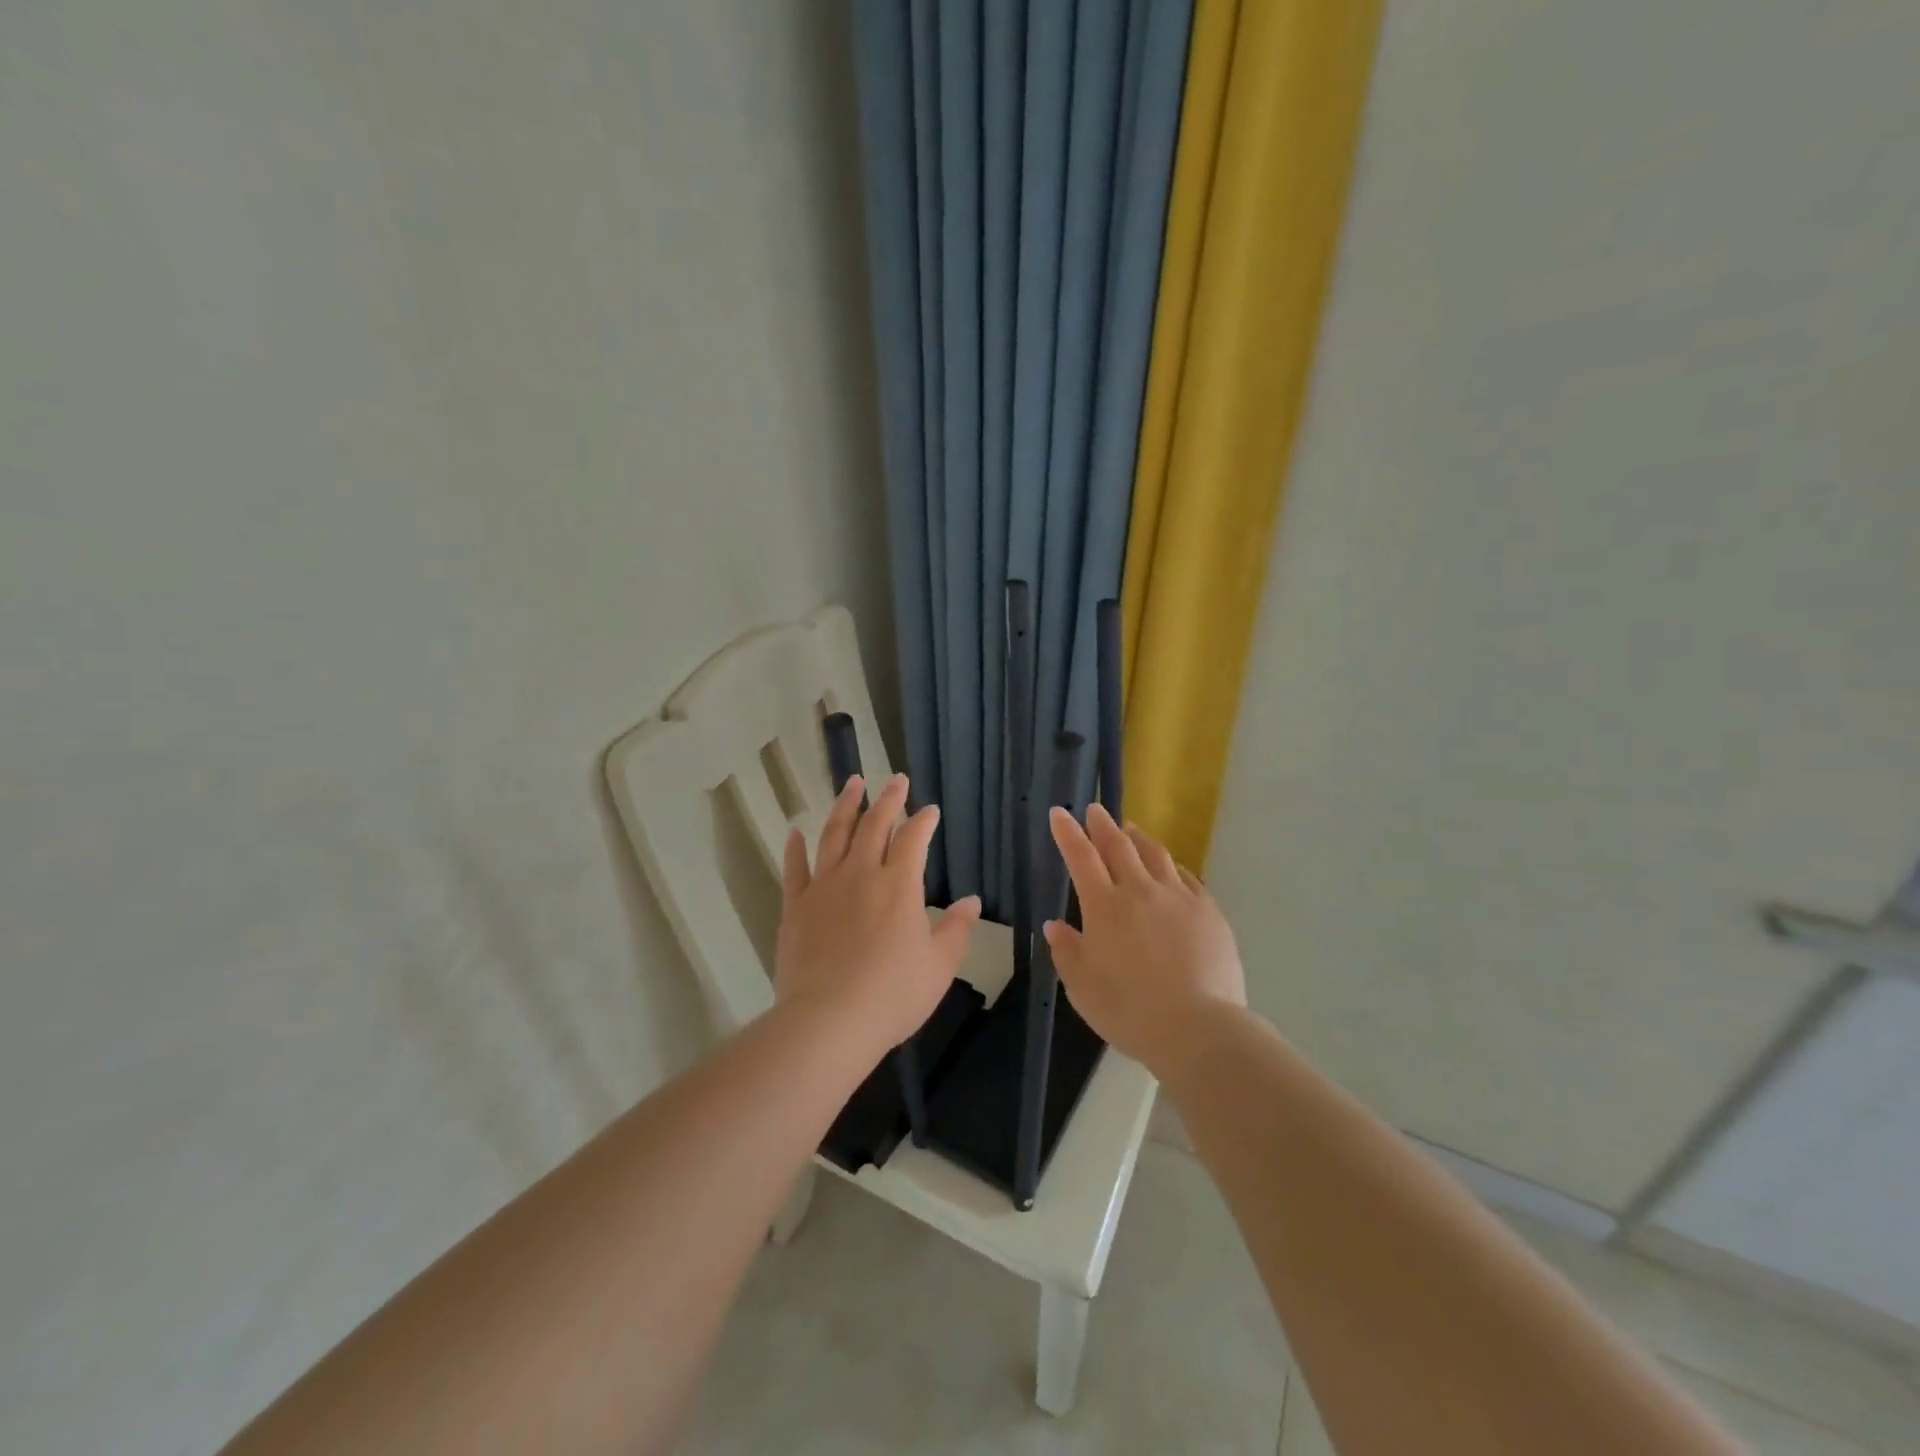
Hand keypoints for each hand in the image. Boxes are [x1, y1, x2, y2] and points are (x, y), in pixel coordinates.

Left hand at [777, 773, 981, 1056]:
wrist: (829, 1021)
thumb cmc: (892, 995)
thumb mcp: (938, 966)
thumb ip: (956, 930)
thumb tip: (971, 901)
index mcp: (899, 885)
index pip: (914, 839)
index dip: (923, 820)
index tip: (930, 809)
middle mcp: (861, 874)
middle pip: (874, 825)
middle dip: (887, 799)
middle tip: (894, 779)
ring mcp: (824, 887)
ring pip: (834, 835)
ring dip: (845, 806)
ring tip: (852, 783)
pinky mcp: (795, 907)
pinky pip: (795, 868)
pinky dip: (795, 847)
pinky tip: (796, 831)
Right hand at [1044, 803, 1246, 1072]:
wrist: (1198, 1028)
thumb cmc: (1130, 1011)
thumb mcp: (1082, 988)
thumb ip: (1067, 952)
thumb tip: (1055, 924)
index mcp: (1104, 907)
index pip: (1081, 857)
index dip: (1068, 833)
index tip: (1060, 813)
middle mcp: (1140, 891)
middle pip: (1118, 846)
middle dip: (1103, 824)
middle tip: (1095, 809)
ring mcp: (1178, 898)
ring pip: (1156, 855)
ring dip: (1138, 838)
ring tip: (1131, 829)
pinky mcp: (1208, 911)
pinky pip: (1186, 877)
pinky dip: (1171, 866)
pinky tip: (1170, 868)